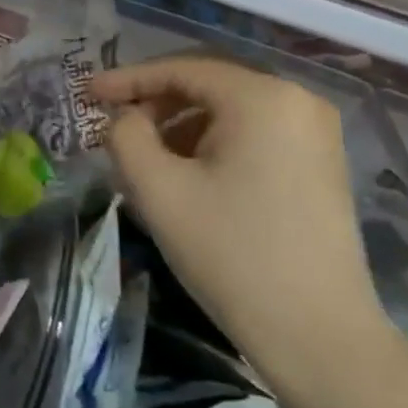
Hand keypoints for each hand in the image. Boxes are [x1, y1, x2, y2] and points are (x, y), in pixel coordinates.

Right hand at [94, 55, 394, 403]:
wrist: (319, 337)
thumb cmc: (232, 255)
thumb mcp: (159, 191)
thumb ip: (126, 136)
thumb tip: (125, 119)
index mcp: (263, 98)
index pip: (181, 70)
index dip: (127, 79)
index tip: (86, 93)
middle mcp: (298, 101)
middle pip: (208, 85)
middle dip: (154, 103)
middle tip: (114, 127)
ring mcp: (316, 133)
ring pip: (230, 111)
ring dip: (181, 126)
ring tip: (145, 158)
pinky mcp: (321, 164)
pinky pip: (254, 134)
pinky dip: (213, 144)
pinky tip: (188, 175)